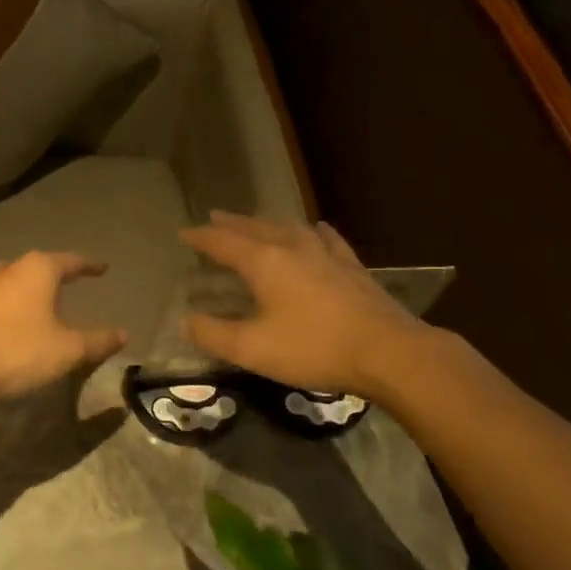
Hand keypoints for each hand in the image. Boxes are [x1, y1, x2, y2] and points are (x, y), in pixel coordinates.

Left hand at [0, 251, 128, 402]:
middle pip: (39, 266)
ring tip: (44, 303)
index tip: (102, 268)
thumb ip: (97, 341)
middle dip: (56, 275)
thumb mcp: (67, 350)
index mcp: (38, 270)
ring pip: (15, 281)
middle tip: (73, 283)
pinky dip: (12, 307)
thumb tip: (124, 334)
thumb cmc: (17, 350)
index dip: (89, 266)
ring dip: (31, 291)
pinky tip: (15, 324)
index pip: (71, 261)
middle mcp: (9, 269)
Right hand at [179, 212, 426, 395]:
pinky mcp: (351, 267)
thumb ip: (214, 334)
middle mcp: (292, 247)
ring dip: (266, 223)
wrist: (386, 351)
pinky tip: (316, 229)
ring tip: (256, 222)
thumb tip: (184, 322)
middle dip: (231, 223)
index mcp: (264, 262)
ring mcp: (325, 254)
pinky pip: (326, 238)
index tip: (183, 233)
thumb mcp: (253, 348)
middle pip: (255, 228)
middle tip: (214, 218)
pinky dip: (313, 231)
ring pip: (289, 228)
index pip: (223, 242)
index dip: (201, 237)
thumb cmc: (313, 348)